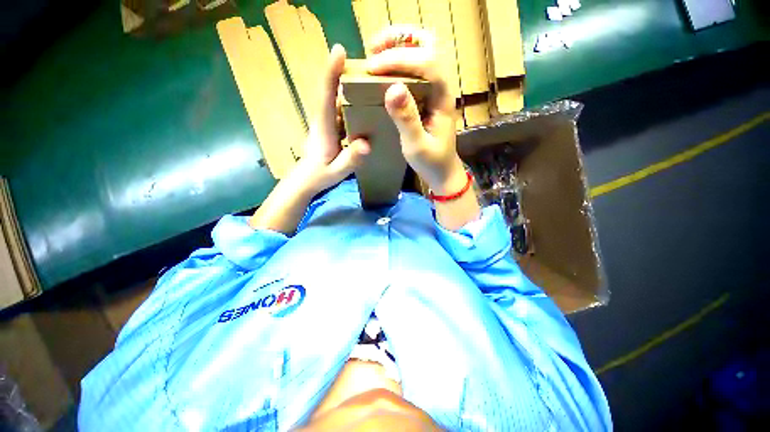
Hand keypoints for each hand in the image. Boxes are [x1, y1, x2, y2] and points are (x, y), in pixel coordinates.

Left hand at [296, 44, 370, 195]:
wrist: (306, 179)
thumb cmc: (319, 175)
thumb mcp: (337, 171)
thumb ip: (350, 159)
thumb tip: (367, 143)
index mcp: (324, 127)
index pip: (326, 96)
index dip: (331, 73)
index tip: (339, 50)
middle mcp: (324, 120)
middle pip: (332, 91)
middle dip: (344, 74)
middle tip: (367, 65)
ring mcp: (326, 123)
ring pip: (337, 100)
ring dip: (349, 87)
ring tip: (369, 80)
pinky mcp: (330, 128)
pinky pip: (340, 111)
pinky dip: (350, 103)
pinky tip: (364, 103)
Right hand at [366, 27, 465, 193]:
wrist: (443, 171)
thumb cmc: (432, 162)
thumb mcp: (417, 146)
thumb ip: (407, 120)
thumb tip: (392, 88)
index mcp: (443, 98)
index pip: (427, 62)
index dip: (399, 58)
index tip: (372, 67)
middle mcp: (442, 87)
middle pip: (430, 44)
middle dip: (401, 38)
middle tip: (374, 47)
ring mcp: (436, 90)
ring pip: (423, 51)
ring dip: (400, 45)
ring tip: (376, 53)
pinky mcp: (427, 96)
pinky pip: (415, 67)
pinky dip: (399, 60)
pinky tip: (384, 70)